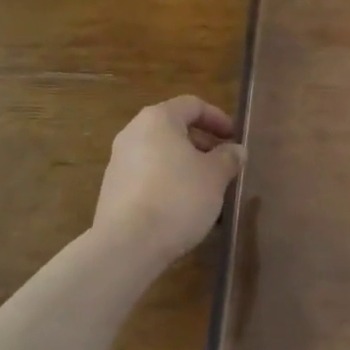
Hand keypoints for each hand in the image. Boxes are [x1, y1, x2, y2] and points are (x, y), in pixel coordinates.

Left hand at [94, 96, 243, 261]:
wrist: (128, 244)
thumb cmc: (178, 197)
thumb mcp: (215, 176)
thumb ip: (228, 158)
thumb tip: (235, 150)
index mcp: (158, 120)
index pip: (192, 105)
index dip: (218, 118)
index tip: (235, 138)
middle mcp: (133, 134)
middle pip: (174, 129)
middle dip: (203, 144)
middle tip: (224, 164)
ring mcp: (119, 162)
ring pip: (161, 155)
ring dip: (187, 166)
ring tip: (208, 189)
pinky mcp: (113, 190)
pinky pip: (148, 177)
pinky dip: (169, 183)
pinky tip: (185, 208)